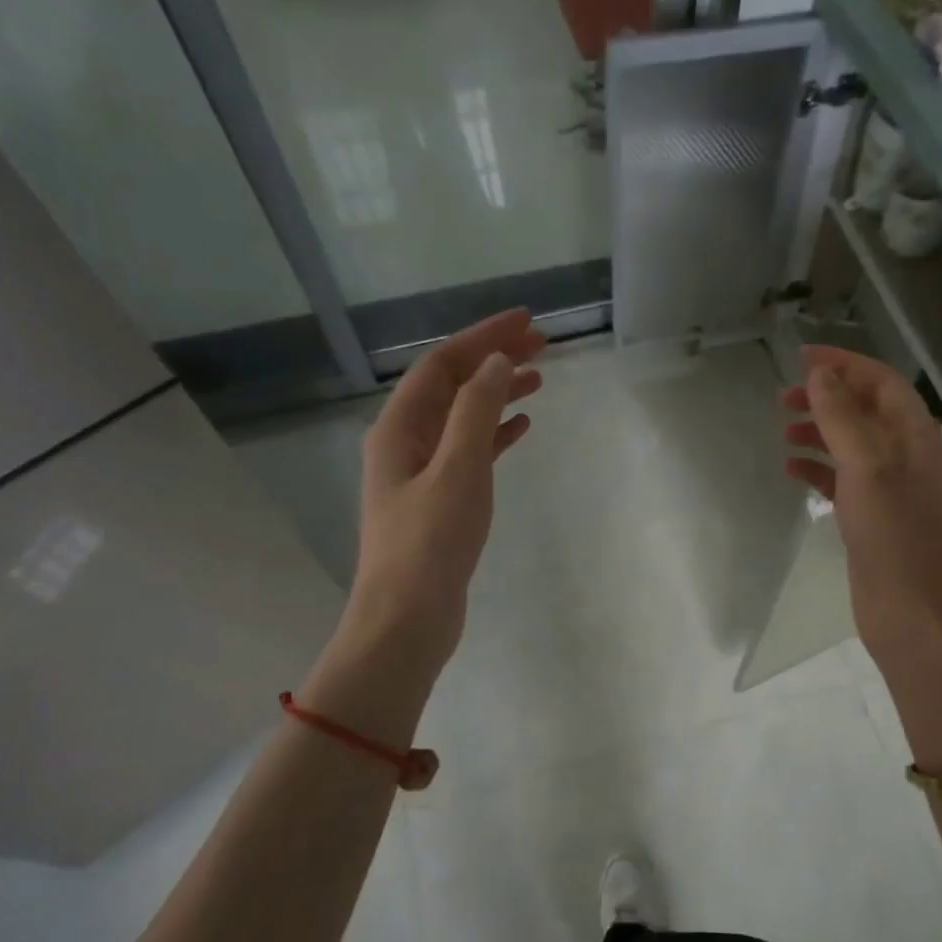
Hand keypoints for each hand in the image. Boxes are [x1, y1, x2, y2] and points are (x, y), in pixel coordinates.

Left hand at [348, 309, 544, 676]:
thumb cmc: (430, 543)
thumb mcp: (458, 469)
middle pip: (452, 386)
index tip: (527, 321)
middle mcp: (404, 442)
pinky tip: (521, 428)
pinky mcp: (439, 500)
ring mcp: (421, 473)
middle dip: (493, 360)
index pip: (442, 364)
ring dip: (497, 394)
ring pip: (463, 417)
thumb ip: (476, 412)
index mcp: (399, 428)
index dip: (483, 337)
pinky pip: (470, 451)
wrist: (407, 620)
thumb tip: (496, 363)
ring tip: (539, 381)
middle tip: (542, 346)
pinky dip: (495, 434)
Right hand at [780, 345, 941, 679]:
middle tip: (782, 399)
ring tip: (783, 432)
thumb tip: (819, 374)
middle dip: (825, 398)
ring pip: (850, 444)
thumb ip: (842, 417)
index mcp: (916, 436)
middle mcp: (906, 455)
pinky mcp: (872, 516)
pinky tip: (792, 472)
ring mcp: (890, 488)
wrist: (911, 612)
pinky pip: (841, 479)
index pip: (880, 382)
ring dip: (818, 431)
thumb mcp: (866, 467)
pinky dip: (817, 470)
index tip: (800, 357)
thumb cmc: (893, 536)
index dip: (843, 364)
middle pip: (864, 410)